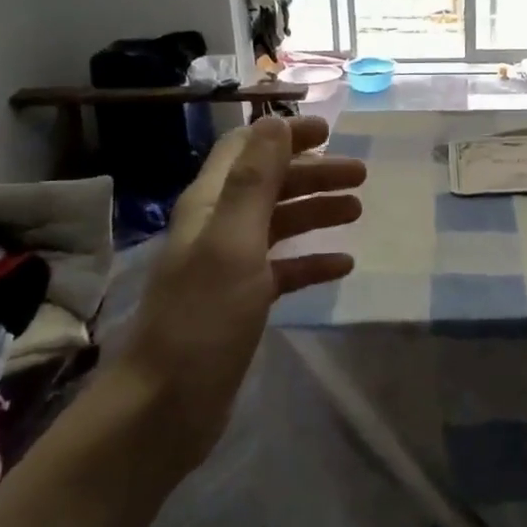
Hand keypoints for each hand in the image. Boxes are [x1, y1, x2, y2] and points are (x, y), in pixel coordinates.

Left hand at [123, 114, 364, 448]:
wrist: (166, 405)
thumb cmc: (202, 319)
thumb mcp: (233, 242)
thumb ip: (255, 181)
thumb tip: (273, 121)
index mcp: (210, 206)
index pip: (246, 150)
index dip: (284, 136)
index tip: (330, 131)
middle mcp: (217, 228)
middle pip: (269, 185)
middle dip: (313, 174)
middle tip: (361, 175)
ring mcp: (229, 267)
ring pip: (278, 225)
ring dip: (316, 212)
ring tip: (357, 211)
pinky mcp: (241, 303)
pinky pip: (283, 269)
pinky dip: (311, 261)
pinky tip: (342, 265)